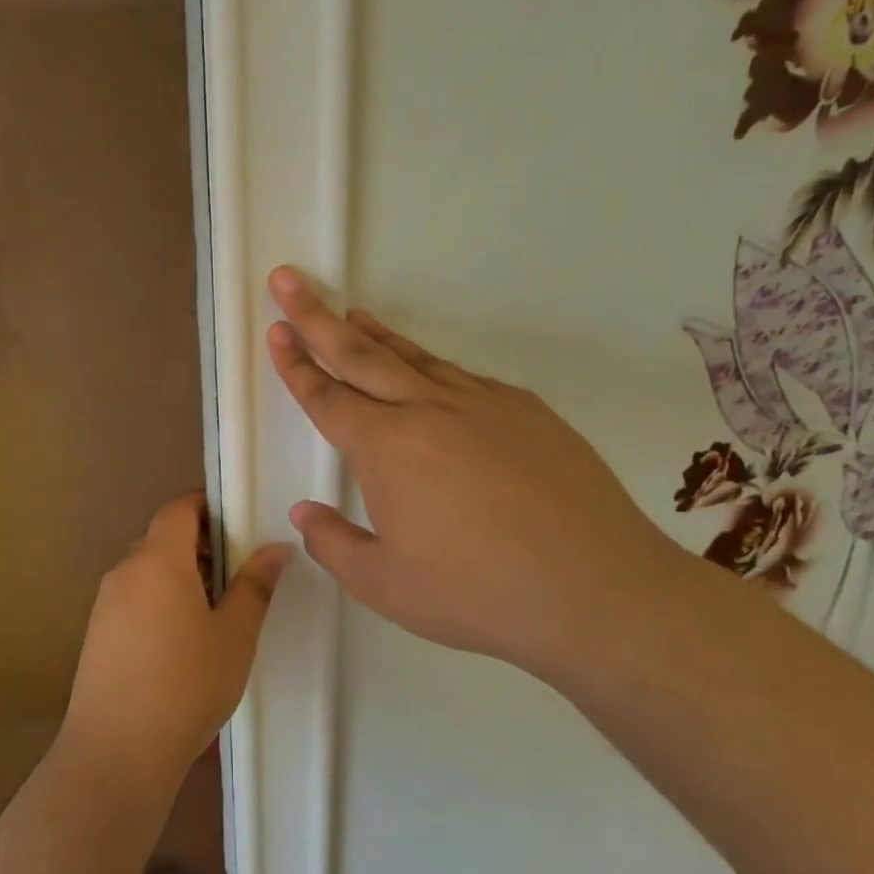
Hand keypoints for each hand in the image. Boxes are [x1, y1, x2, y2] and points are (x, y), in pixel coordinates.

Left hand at [61, 493, 289, 792]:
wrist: (117, 749)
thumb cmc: (186, 683)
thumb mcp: (234, 635)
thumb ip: (255, 585)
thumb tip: (275, 547)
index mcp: (158, 558)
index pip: (178, 508)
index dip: (207, 506)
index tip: (237, 524)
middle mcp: (125, 570)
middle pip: (162, 538)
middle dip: (198, 545)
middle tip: (235, 573)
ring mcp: (105, 602)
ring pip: (146, 570)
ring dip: (178, 576)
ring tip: (213, 612)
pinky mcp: (96, 632)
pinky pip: (131, 597)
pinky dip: (157, 600)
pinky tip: (179, 641)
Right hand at [265, 267, 699, 671]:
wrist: (598, 590)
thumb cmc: (477, 593)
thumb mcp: (384, 585)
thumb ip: (332, 543)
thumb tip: (304, 512)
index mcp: (385, 448)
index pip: (326, 396)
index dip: (295, 363)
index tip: (276, 330)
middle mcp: (427, 410)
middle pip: (359, 354)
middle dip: (316, 316)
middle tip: (288, 280)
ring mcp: (482, 403)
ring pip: (413, 357)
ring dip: (375, 334)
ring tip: (350, 313)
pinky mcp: (526, 411)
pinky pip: (462, 377)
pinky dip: (430, 365)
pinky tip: (429, 373)